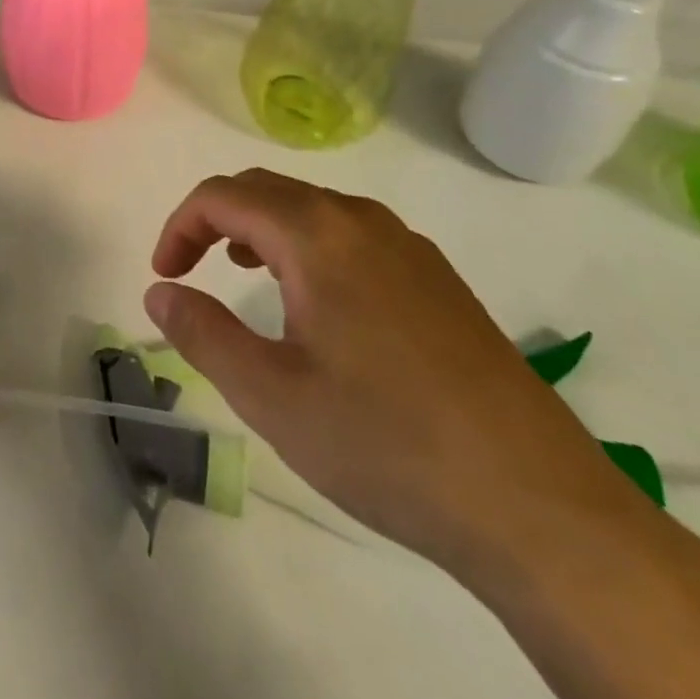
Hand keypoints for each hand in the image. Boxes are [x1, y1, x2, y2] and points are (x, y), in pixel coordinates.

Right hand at [145, 169, 659, 580]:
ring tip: (245, 273)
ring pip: (314, 209)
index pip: (223, 196)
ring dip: (264, 228)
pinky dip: (310, 246)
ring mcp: (409, 247)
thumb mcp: (271, 395)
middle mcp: (362, 221)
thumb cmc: (386, 444)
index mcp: (317, 234)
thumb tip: (159, 292)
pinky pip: (354, 235)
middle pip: (267, 189)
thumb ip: (203, 333)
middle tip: (192, 270)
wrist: (540, 509)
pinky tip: (319, 304)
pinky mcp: (440, 280)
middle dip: (216, 219)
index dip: (180, 226)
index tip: (165, 277)